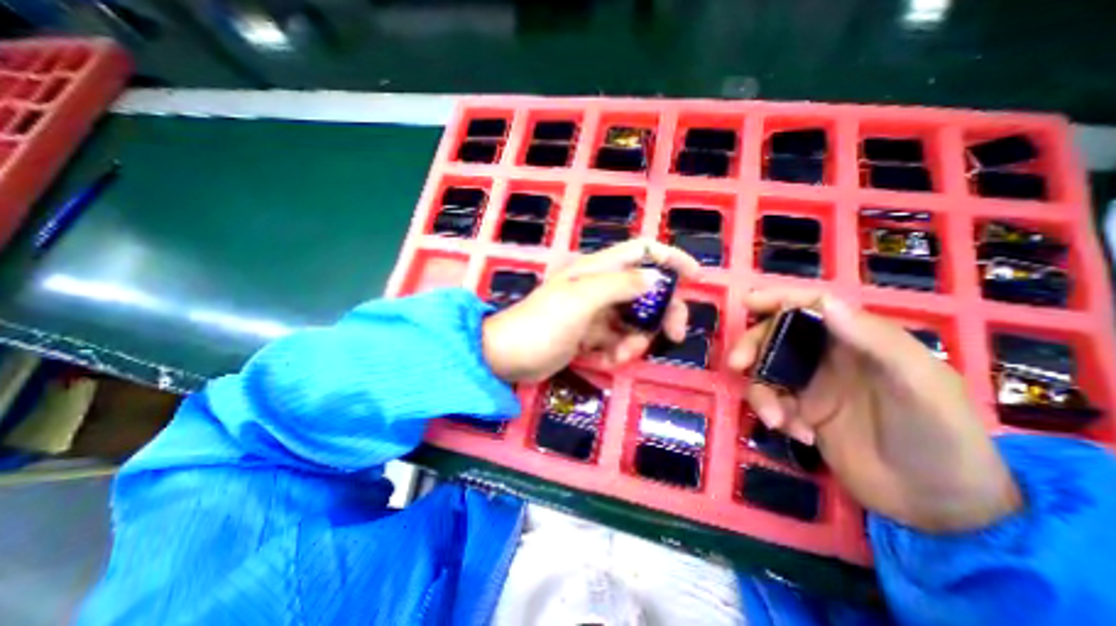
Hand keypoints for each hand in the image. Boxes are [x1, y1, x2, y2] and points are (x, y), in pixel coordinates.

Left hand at [484, 239, 700, 383]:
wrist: (508, 357)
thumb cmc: (542, 324)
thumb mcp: (581, 300)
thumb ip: (620, 285)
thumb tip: (656, 277)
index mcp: (597, 269)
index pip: (641, 250)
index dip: (670, 259)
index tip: (695, 277)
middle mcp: (599, 287)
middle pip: (646, 291)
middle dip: (662, 312)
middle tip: (673, 336)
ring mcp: (596, 312)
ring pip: (634, 320)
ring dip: (636, 340)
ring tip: (619, 356)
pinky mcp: (590, 335)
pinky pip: (618, 340)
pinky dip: (618, 351)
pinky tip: (604, 360)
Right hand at [733, 289, 1016, 533]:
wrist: (938, 505)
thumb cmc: (939, 436)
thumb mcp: (918, 385)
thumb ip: (875, 340)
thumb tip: (824, 302)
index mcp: (858, 339)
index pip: (812, 306)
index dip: (778, 299)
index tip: (747, 302)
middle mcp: (829, 356)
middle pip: (776, 336)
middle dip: (753, 346)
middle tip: (738, 364)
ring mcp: (812, 384)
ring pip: (766, 370)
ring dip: (762, 391)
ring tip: (776, 419)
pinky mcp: (801, 411)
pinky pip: (771, 400)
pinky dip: (774, 413)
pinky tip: (800, 435)